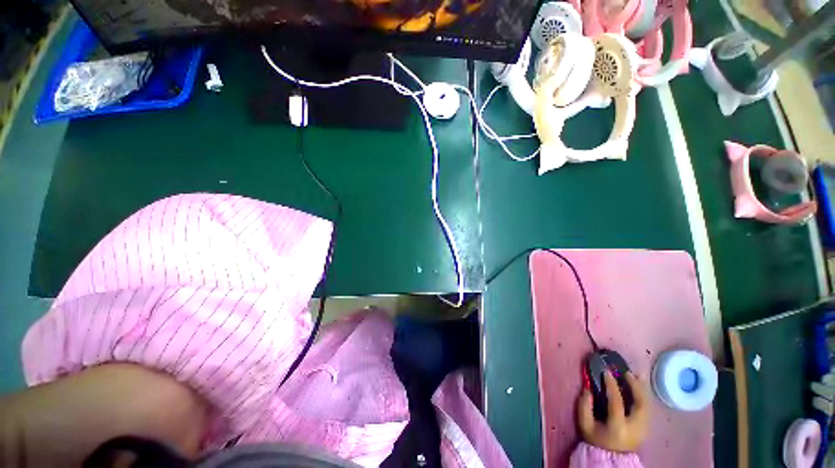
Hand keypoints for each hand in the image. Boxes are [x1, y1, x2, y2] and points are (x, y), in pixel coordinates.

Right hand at [577, 371, 649, 452]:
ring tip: (636, 375)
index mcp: (618, 426)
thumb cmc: (596, 439)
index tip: (606, 372)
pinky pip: (647, 408)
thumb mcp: (584, 425)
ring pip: (647, 405)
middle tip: (626, 372)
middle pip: (640, 403)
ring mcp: (643, 428)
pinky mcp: (646, 427)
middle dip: (635, 386)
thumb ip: (584, 407)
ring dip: (642, 389)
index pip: (617, 402)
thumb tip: (587, 390)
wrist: (611, 458)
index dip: (612, 386)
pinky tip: (640, 386)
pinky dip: (644, 395)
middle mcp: (634, 427)